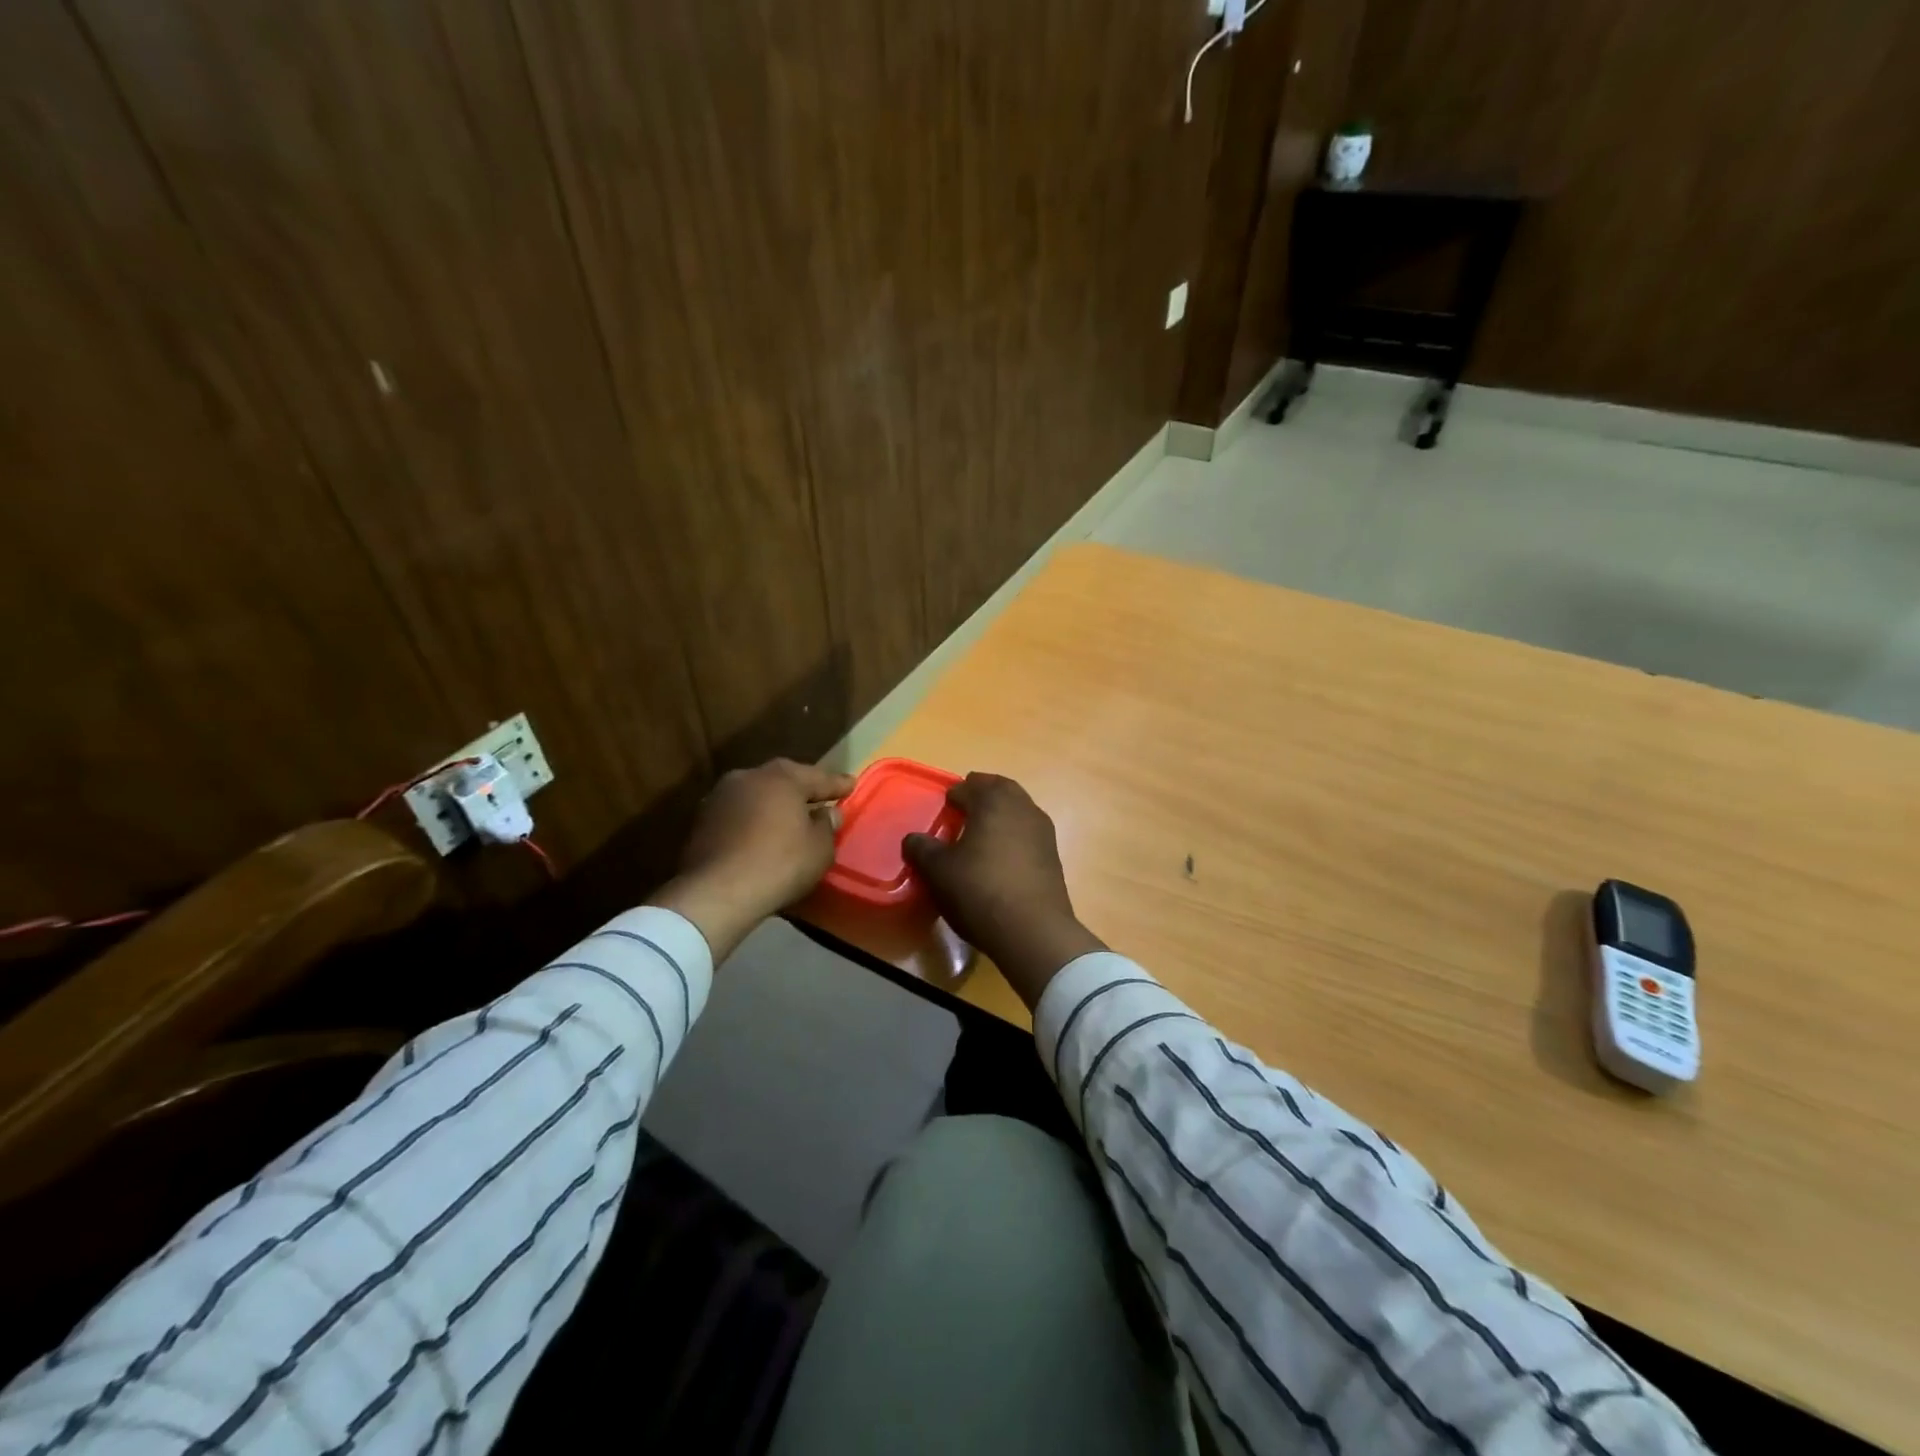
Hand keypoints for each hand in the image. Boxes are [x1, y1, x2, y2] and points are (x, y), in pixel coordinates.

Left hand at [650, 759, 855, 962]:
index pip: (818, 777)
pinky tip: (762, 835)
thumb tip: (828, 812)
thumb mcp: (820, 848)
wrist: (716, 893)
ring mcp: (720, 798)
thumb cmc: (779, 864)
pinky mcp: (702, 822)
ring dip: (773, 805)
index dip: (838, 784)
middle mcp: (748, 777)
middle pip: (783, 780)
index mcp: (782, 777)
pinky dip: (753, 821)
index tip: (852, 785)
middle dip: (802, 789)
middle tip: (820, 797)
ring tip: (790, 818)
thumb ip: (827, 825)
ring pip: (757, 795)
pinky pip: (739, 815)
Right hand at [903, 772, 1104, 1008]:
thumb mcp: (938, 871)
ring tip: (982, 832)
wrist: (1033, 930)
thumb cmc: (980, 890)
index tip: (945, 805)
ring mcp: (1043, 831)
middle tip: (966, 806)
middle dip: (983, 793)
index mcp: (994, 801)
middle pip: (1001, 789)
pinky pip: (1028, 833)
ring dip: (1001, 813)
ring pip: (1019, 810)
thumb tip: (913, 839)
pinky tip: (1001, 856)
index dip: (955, 794)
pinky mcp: (1053, 856)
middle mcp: (1023, 808)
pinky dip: (1013, 834)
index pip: (970, 787)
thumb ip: (922, 849)